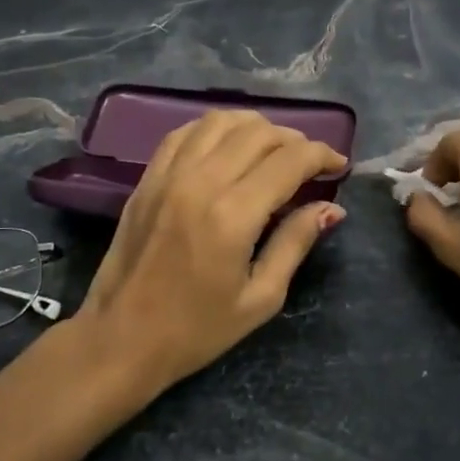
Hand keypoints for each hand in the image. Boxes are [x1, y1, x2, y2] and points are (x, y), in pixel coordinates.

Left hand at [76, 110, 346, 397]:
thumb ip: (296, 243)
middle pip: (259, 132)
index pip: (290, 160)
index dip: (322, 155)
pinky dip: (214, 129)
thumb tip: (331, 207)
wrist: (121, 339)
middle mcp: (200, 182)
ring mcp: (168, 175)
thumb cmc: (196, 330)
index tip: (338, 165)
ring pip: (220, 121)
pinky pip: (184, 132)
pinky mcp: (147, 179)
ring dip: (255, 127)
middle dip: (294, 140)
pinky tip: (227, 146)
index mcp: (233, 215)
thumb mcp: (260, 298)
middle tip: (309, 164)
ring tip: (271, 150)